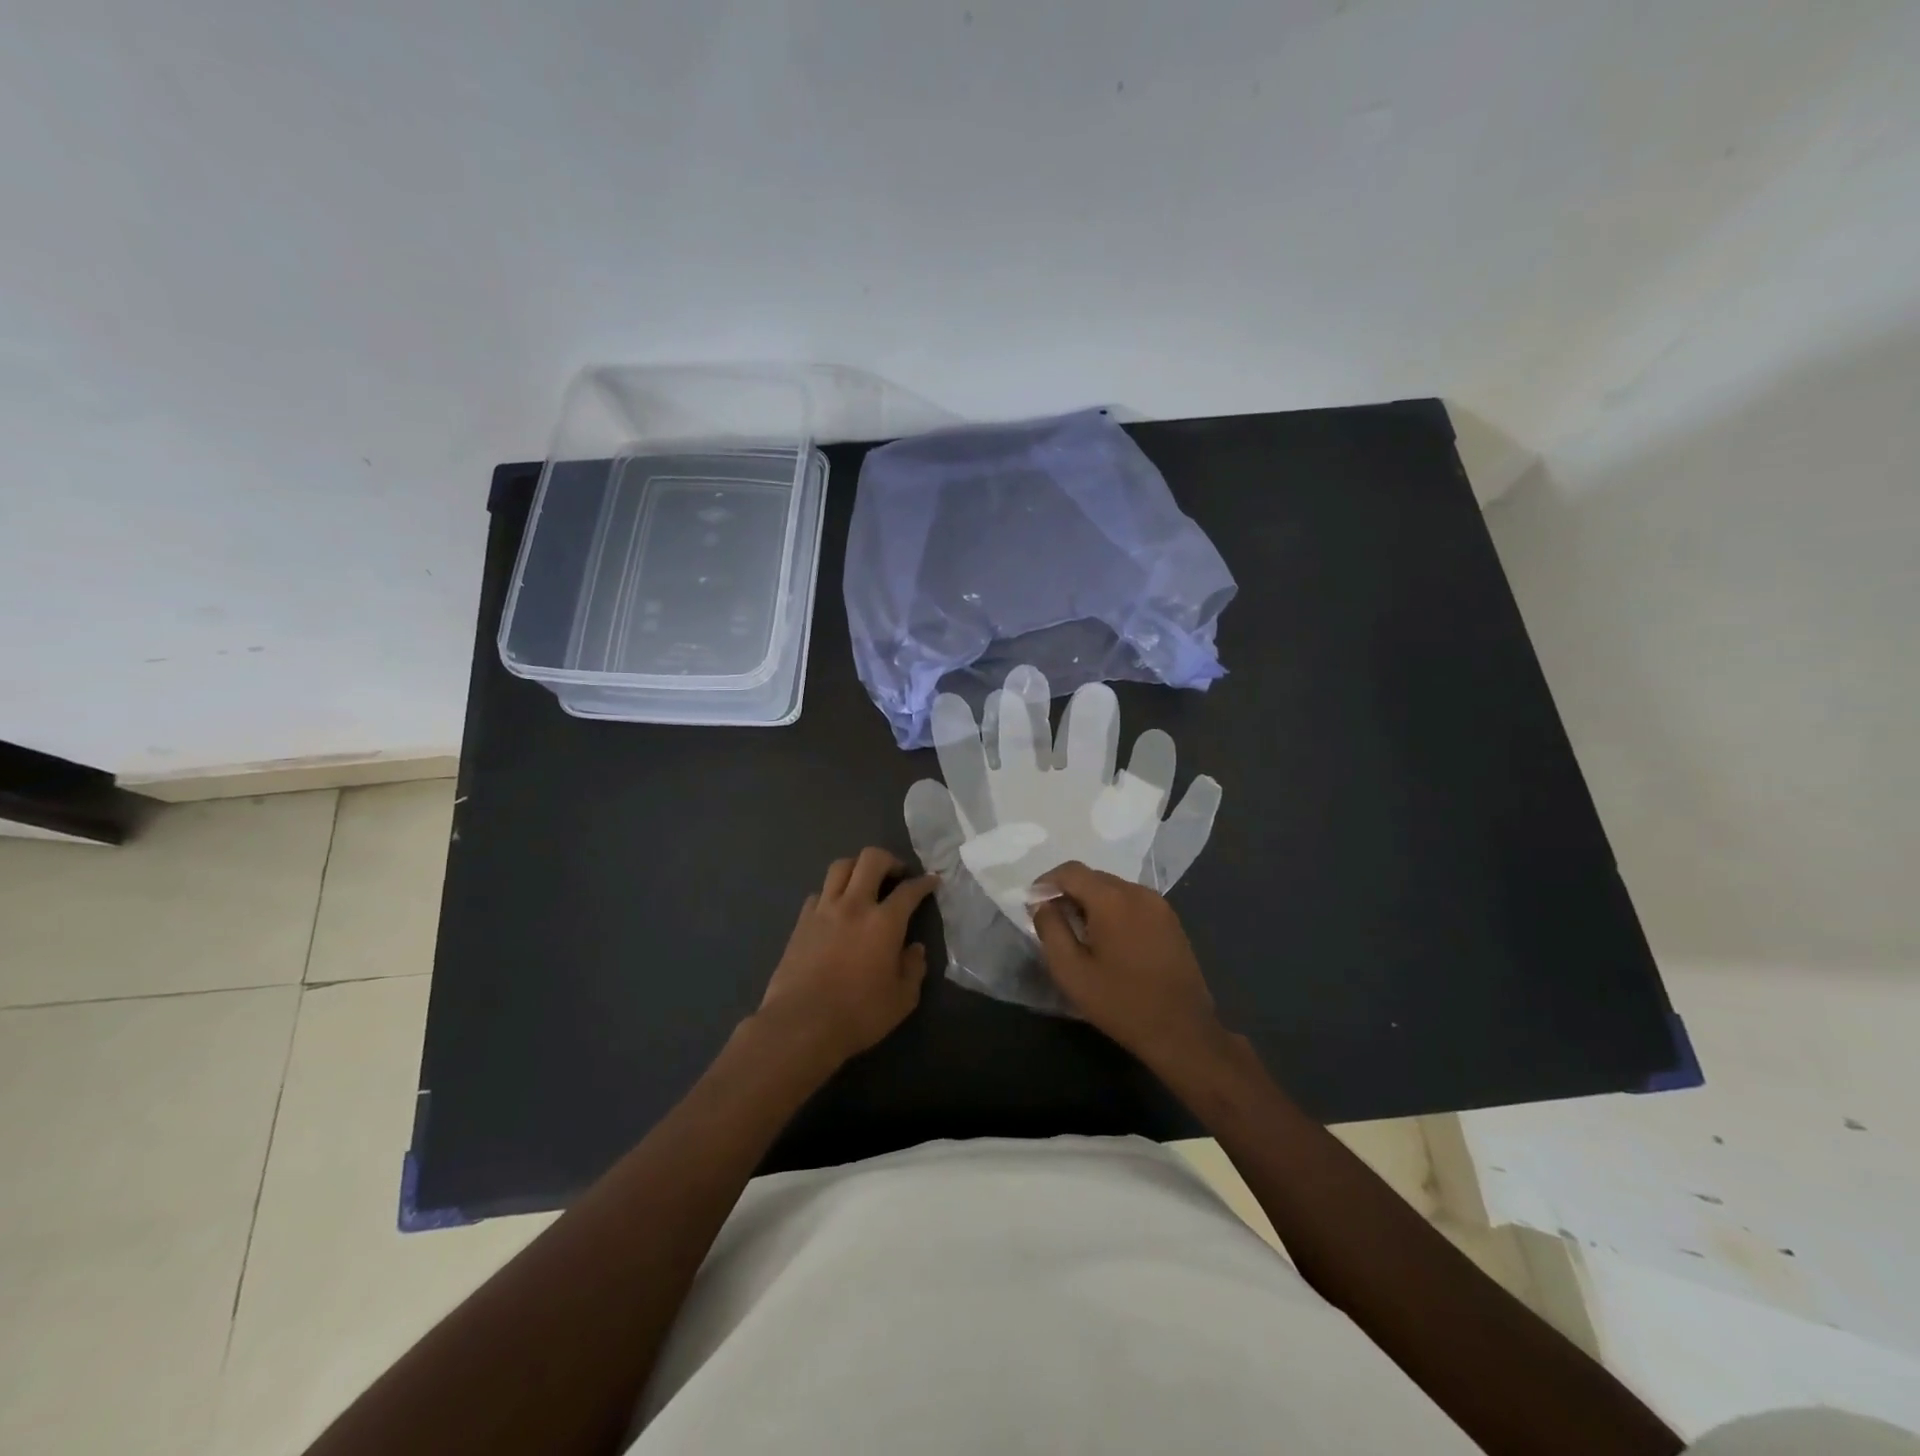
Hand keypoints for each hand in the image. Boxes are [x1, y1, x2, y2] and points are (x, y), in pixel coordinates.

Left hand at [756, 848, 938, 1063]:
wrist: (800, 1024)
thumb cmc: (858, 1014)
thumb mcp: (902, 999)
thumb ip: (914, 969)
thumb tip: (914, 949)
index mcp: (884, 922)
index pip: (909, 890)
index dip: (924, 882)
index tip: (932, 881)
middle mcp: (854, 905)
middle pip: (871, 859)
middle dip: (889, 860)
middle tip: (897, 875)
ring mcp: (823, 910)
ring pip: (840, 867)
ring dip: (857, 867)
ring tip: (865, 883)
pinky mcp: (801, 922)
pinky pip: (819, 893)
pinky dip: (831, 894)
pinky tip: (836, 910)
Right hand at [1030, 860, 1228, 1069]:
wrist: (1182, 1031)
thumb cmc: (1120, 1003)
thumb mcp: (1071, 971)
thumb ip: (1050, 929)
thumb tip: (1041, 904)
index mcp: (1112, 899)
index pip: (1071, 871)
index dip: (1046, 882)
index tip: (1033, 904)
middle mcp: (1137, 892)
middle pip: (1093, 877)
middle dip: (1069, 892)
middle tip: (1053, 921)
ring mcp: (1159, 905)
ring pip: (1114, 889)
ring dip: (1091, 902)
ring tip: (1079, 932)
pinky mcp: (1171, 920)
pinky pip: (1133, 902)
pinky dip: (1114, 910)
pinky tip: (1109, 940)